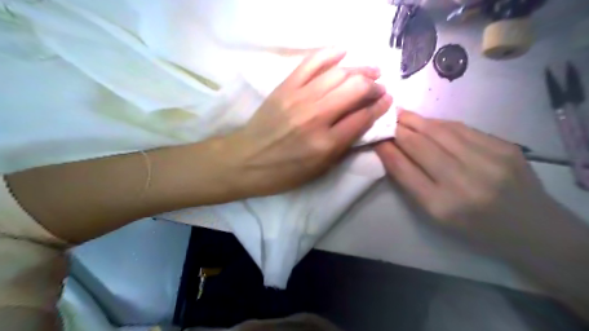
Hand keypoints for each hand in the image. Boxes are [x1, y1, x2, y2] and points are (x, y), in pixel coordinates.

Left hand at [228, 47, 392, 196]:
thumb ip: (344, 146)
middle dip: (373, 86)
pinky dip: (330, 54)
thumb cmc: (284, 172)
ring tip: (370, 71)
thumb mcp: (319, 170)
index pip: (362, 117)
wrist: (245, 160)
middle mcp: (316, 117)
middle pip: (355, 89)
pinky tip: (343, 53)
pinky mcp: (285, 87)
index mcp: (326, 143)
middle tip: (379, 87)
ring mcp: (299, 98)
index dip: (379, 107)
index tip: (387, 101)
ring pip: (338, 73)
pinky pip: (311, 62)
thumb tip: (364, 122)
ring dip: (359, 69)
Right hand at [375, 111, 557, 253]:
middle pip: (419, 146)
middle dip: (397, 130)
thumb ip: (411, 183)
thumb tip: (391, 151)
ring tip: (401, 114)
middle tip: (384, 119)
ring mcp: (487, 161)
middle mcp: (463, 181)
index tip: (375, 138)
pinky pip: (462, 128)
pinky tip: (428, 121)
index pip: (404, 169)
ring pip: (439, 131)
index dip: (386, 150)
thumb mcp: (436, 215)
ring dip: (416, 121)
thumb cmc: (474, 227)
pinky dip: (439, 123)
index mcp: (441, 205)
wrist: (532, 228)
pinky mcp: (505, 147)